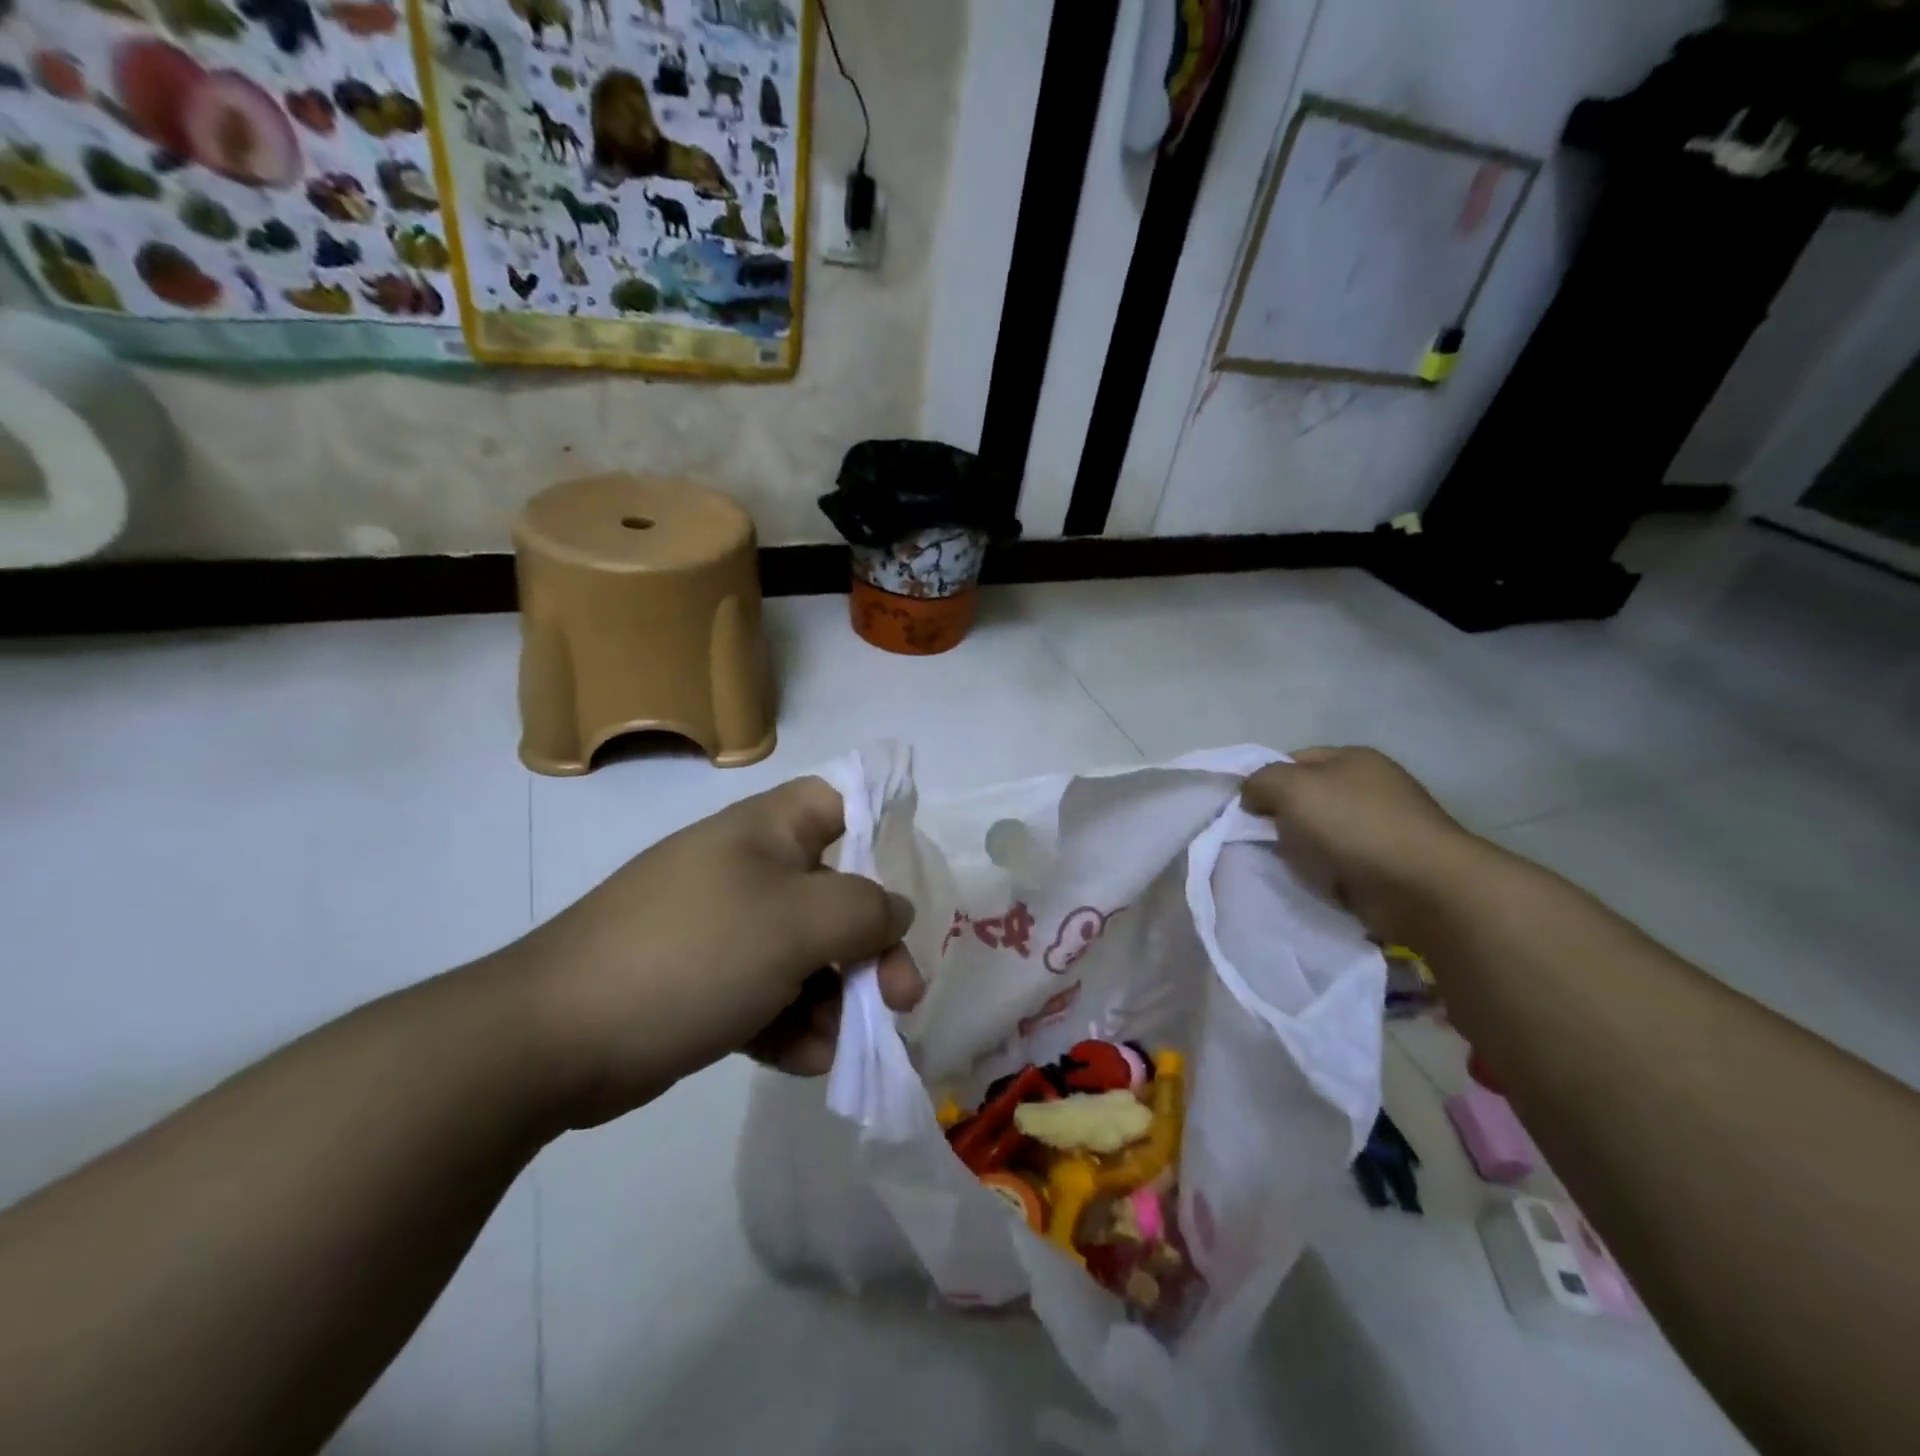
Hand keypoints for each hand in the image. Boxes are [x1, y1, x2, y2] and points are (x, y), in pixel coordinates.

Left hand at [503, 777, 923, 1129]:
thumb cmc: (693, 954)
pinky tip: (800, 1061)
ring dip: (832, 1001)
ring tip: (833, 1046)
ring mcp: (724, 929)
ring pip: (807, 955)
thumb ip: (864, 910)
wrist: (553, 1039)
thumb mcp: (796, 923)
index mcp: (767, 832)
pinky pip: (770, 995)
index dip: (879, 829)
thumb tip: (895, 910)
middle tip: (897, 1000)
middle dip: (869, 950)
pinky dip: (791, 1026)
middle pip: (836, 894)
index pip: (837, 801)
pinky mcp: (705, 983)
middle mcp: (749, 871)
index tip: (904, 885)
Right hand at [1241, 747, 1484, 941]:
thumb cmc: (1353, 825)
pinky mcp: (1390, 864)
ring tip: (1285, 867)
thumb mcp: (1291, 787)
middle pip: (1308, 798)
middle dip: (1282, 819)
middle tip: (1261, 840)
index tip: (1247, 810)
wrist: (1421, 886)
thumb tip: (1253, 796)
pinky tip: (1314, 883)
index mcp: (1353, 758)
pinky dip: (1325, 873)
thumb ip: (1260, 782)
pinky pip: (1341, 864)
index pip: (1294, 760)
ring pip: (1322, 833)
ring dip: (1303, 850)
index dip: (1266, 781)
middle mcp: (1372, 786)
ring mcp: (1385, 826)